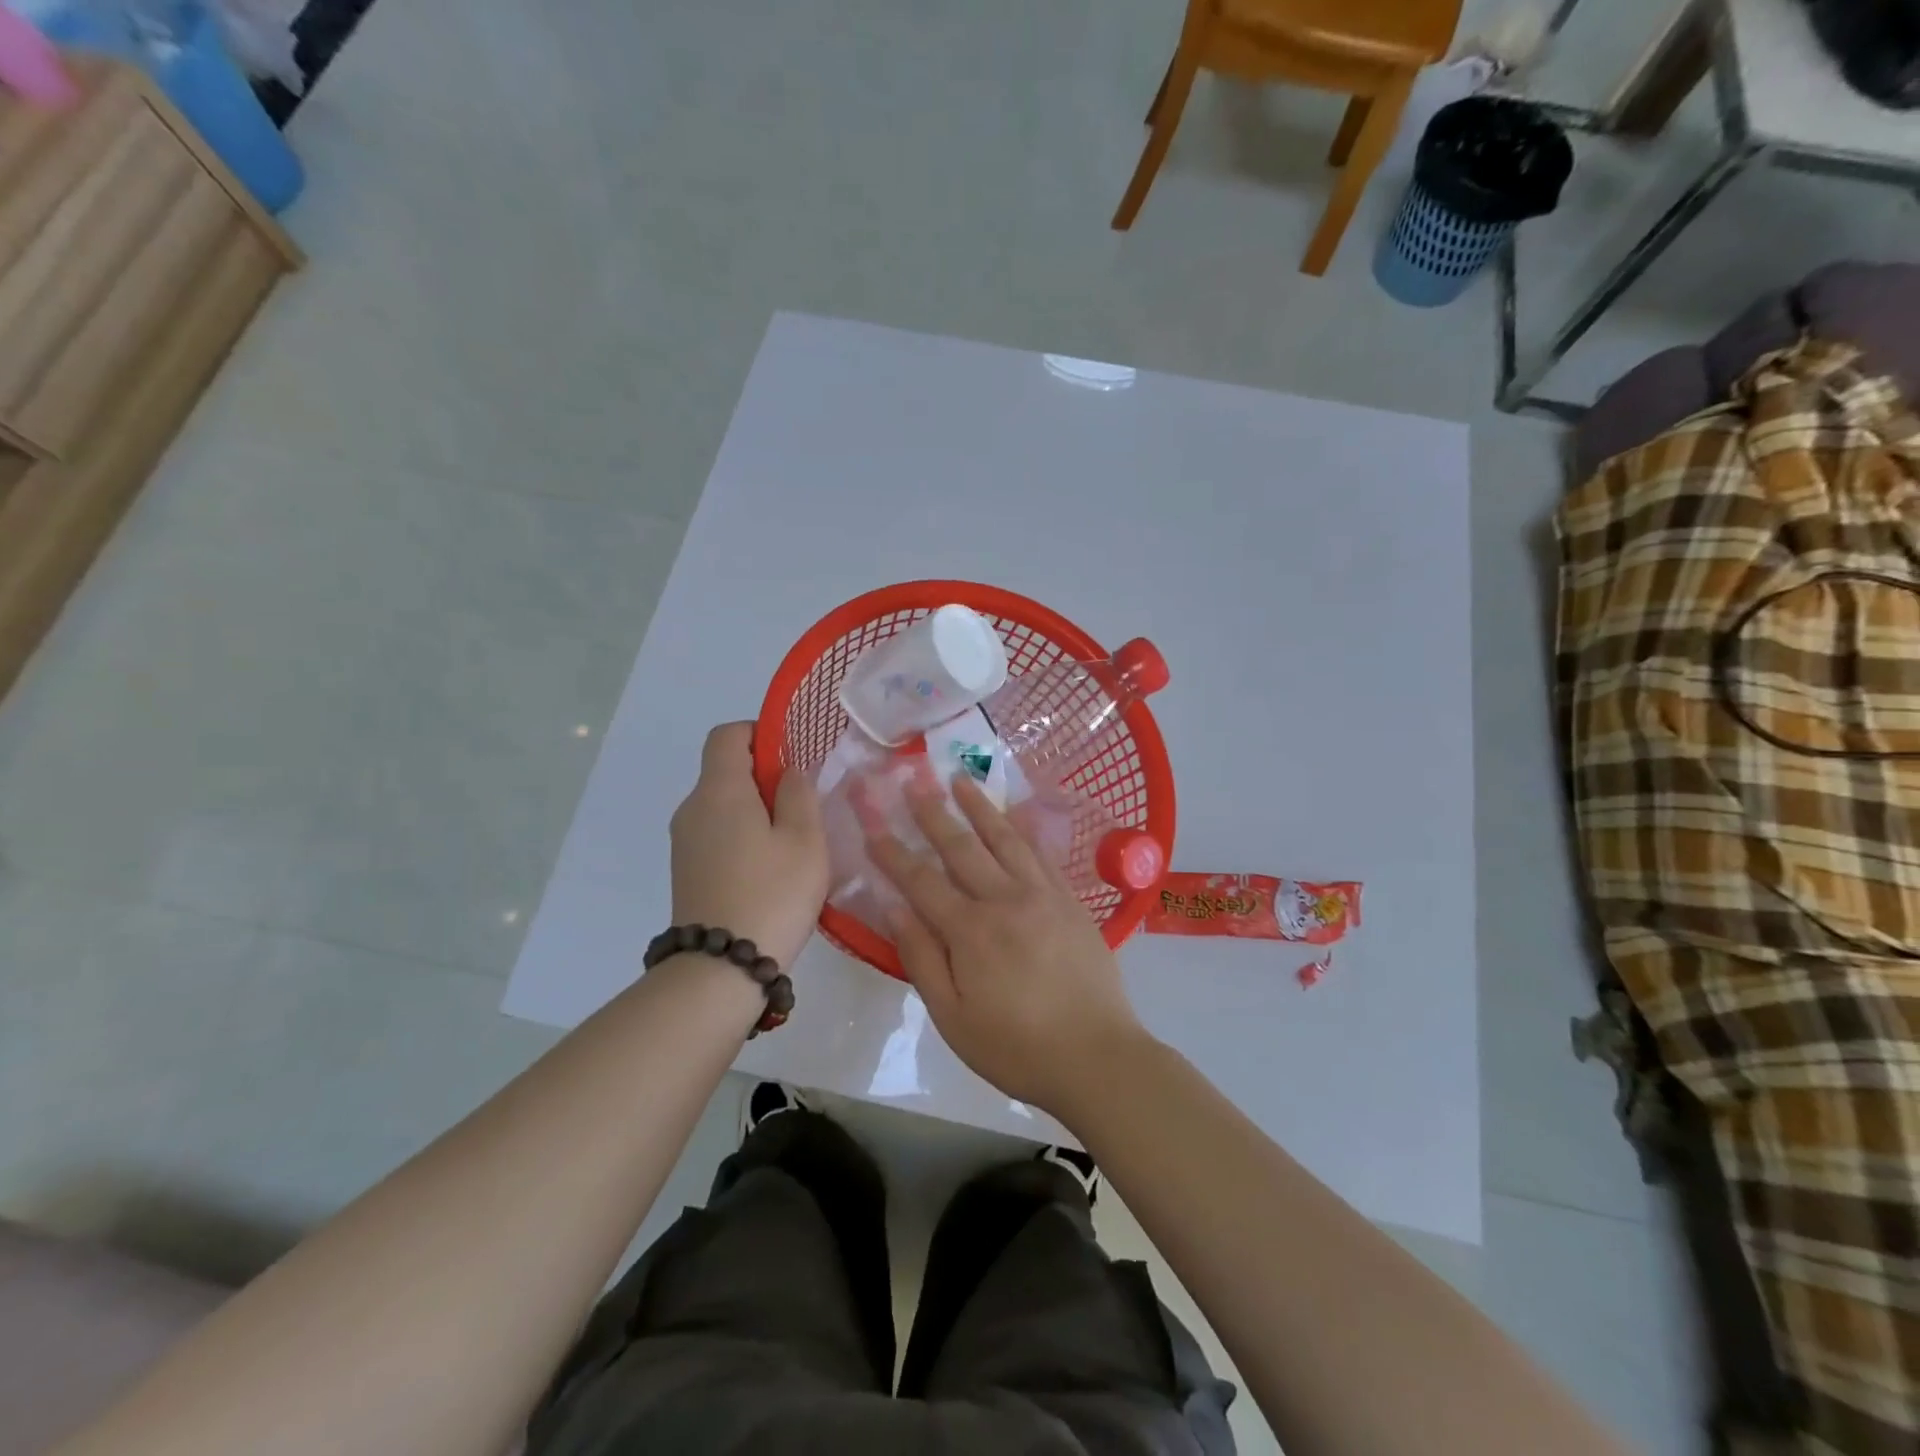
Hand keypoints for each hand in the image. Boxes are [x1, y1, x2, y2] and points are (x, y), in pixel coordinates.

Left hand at [670, 723, 827, 968]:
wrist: (720, 969)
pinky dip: (742, 836)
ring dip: (756, 811)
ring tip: (792, 845)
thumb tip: (787, 771)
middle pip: (725, 770)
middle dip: (765, 778)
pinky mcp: (685, 870)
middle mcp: (692, 808)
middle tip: (804, 809)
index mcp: (719, 790)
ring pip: (723, 805)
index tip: (792, 760)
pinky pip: (716, 833)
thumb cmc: (772, 894)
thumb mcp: (805, 840)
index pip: (727, 735)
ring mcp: (684, 842)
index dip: (760, 734)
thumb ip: (799, 794)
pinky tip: (769, 870)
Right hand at [869, 775, 1150, 1117]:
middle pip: (962, 848)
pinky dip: (1023, 830)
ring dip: (979, 807)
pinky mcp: (1071, 901)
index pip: (921, 881)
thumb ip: (922, 959)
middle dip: (933, 814)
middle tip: (913, 782)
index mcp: (970, 931)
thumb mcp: (953, 1018)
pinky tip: (1014, 816)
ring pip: (1005, 839)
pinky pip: (1042, 854)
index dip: (894, 853)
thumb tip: (895, 909)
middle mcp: (1005, 900)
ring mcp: (1043, 895)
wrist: (1097, 1057)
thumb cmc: (1017, 1048)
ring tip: (960, 779)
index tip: (874, 826)